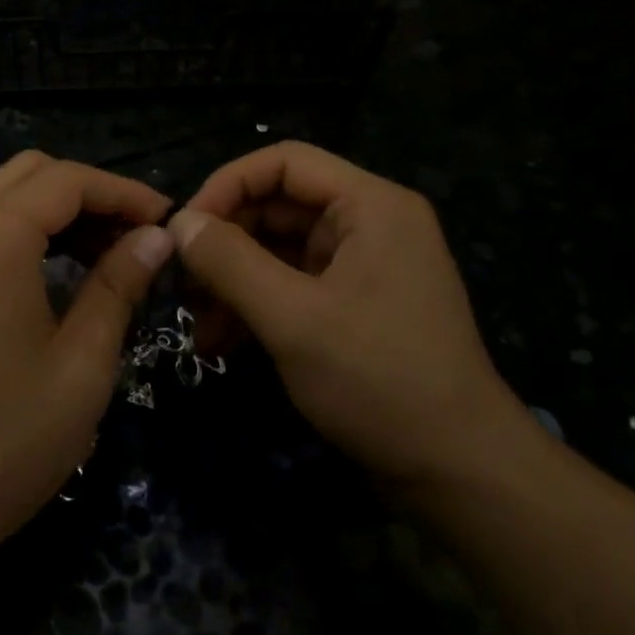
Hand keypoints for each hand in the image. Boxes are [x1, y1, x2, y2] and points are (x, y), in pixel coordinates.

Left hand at [0, 152, 173, 580]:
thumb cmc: (1, 442)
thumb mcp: (81, 366)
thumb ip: (117, 286)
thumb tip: (155, 237)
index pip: (67, 180)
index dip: (124, 192)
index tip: (170, 223)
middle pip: (30, 175)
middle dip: (89, 195)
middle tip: (136, 241)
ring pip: (1, 202)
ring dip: (56, 215)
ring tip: (105, 261)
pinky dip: (23, 238)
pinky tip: (54, 282)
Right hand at [168, 142, 526, 484]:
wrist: (457, 471)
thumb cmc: (378, 380)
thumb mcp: (293, 318)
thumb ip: (229, 263)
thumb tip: (177, 223)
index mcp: (370, 206)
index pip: (284, 163)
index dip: (226, 186)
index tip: (183, 229)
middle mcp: (369, 225)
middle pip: (277, 206)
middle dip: (224, 241)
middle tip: (179, 280)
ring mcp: (362, 267)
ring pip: (278, 250)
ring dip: (232, 280)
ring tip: (193, 319)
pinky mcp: (353, 307)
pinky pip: (292, 287)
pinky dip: (254, 306)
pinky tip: (218, 343)